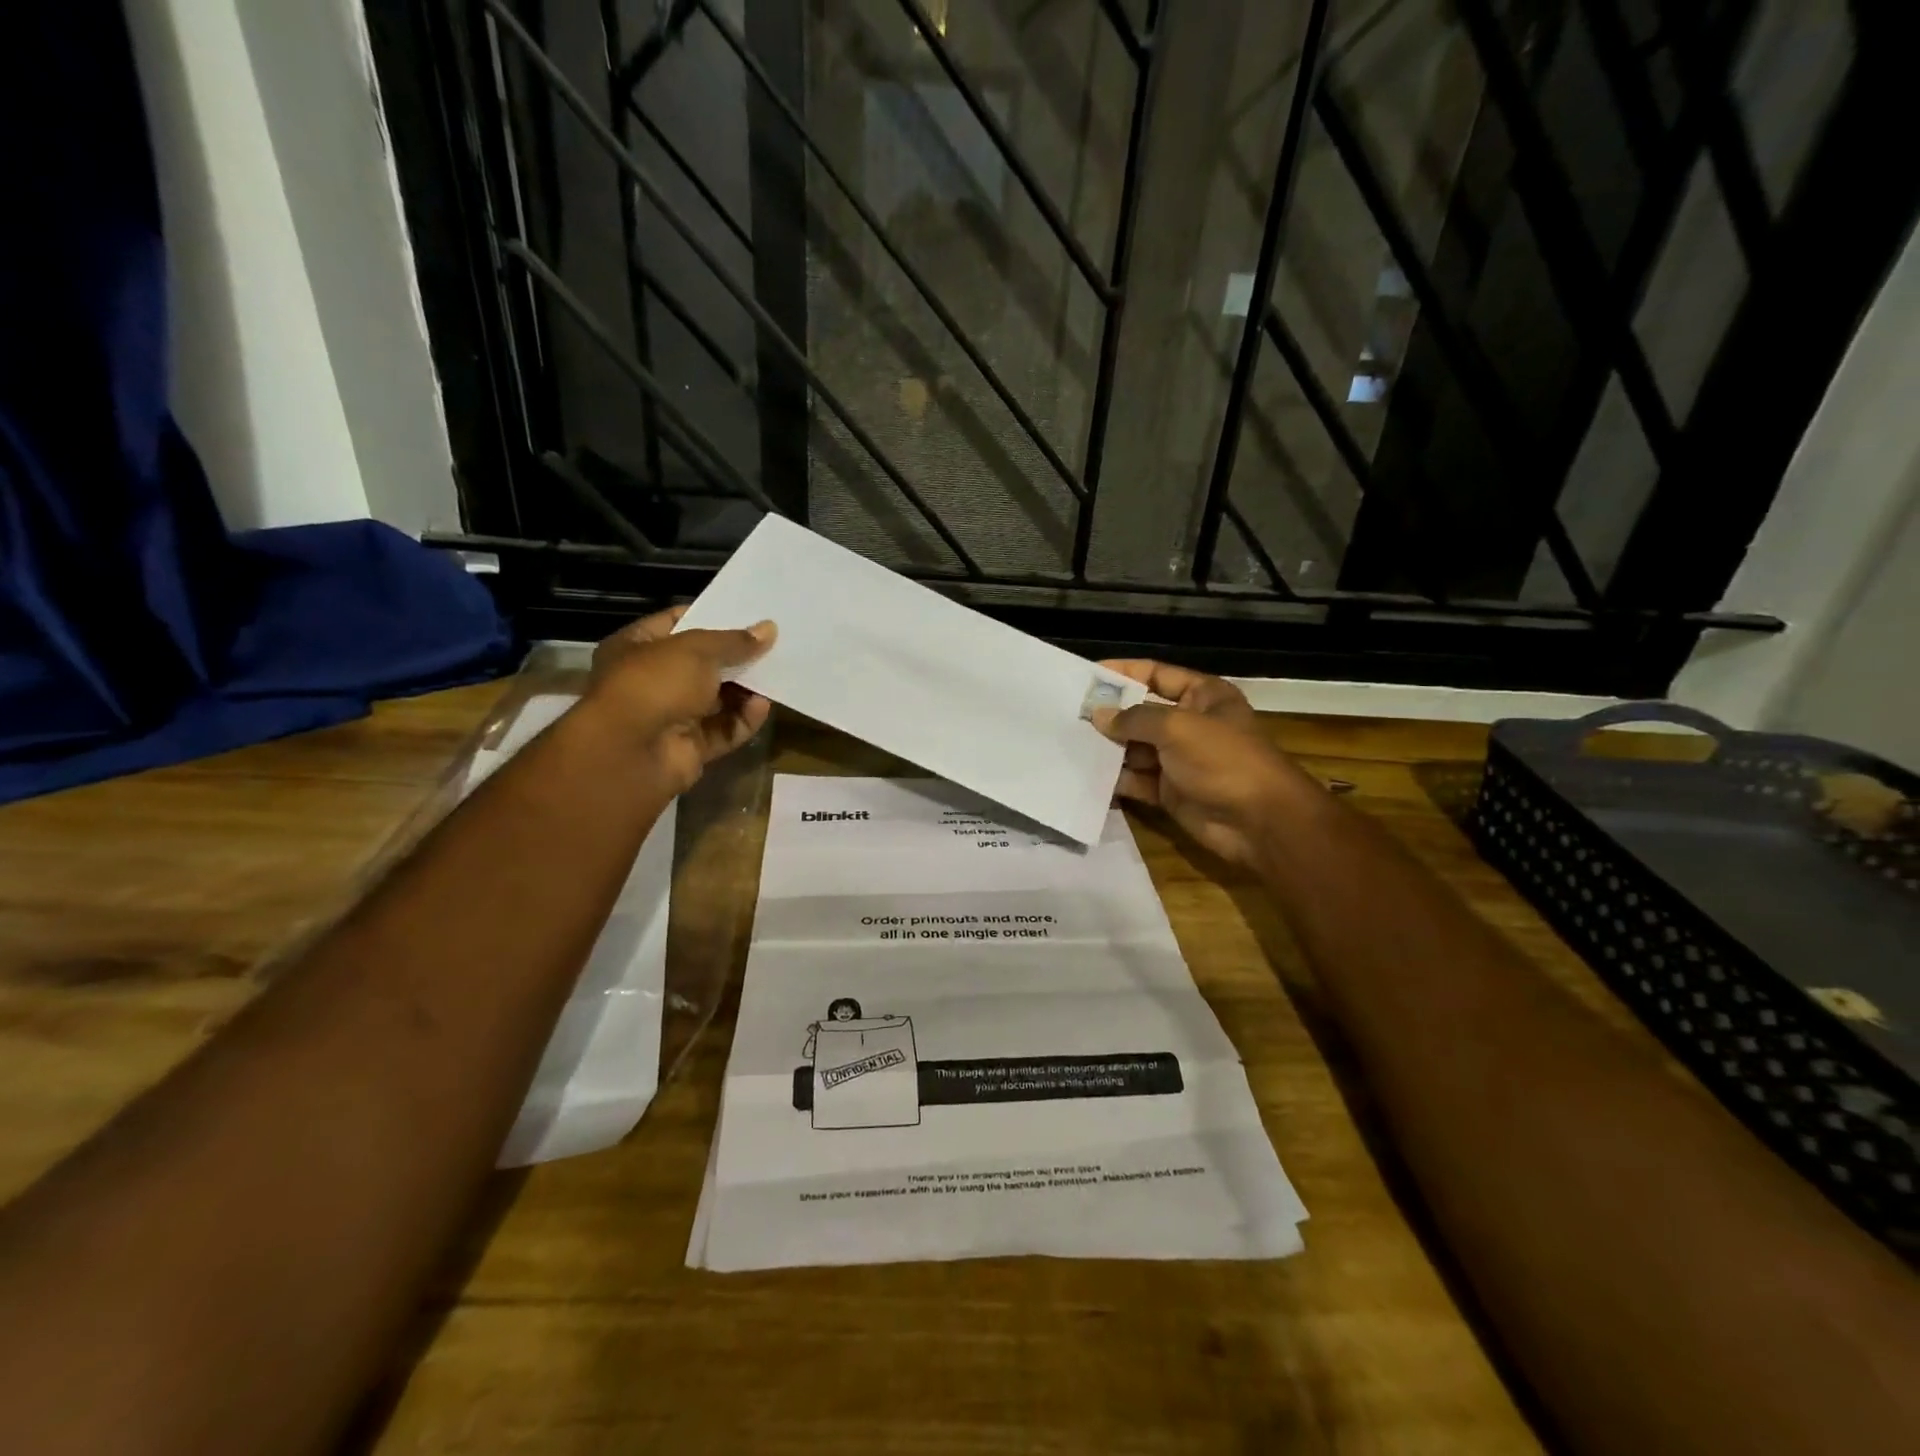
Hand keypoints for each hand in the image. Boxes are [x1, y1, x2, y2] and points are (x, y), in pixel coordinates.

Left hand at [584, 607, 775, 796]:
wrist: (632, 753)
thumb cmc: (655, 684)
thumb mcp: (697, 650)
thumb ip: (735, 641)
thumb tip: (769, 629)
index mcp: (636, 647)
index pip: (676, 623)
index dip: (710, 616)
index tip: (748, 614)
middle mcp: (651, 681)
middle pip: (701, 665)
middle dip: (735, 657)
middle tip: (773, 645)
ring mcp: (670, 717)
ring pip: (716, 700)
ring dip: (744, 689)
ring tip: (776, 675)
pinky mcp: (689, 748)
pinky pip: (723, 730)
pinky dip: (743, 720)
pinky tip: (762, 706)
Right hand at [1090, 660, 1312, 866]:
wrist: (1259, 822)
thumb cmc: (1223, 760)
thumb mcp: (1178, 727)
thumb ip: (1134, 718)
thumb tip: (1098, 715)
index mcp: (1202, 696)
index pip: (1156, 674)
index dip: (1124, 672)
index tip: (1087, 675)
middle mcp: (1190, 724)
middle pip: (1141, 712)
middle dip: (1109, 714)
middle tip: (1068, 713)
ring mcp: (1180, 760)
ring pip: (1135, 748)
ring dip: (1107, 748)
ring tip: (1068, 743)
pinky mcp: (1170, 792)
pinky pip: (1137, 781)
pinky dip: (1115, 779)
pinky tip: (1085, 776)